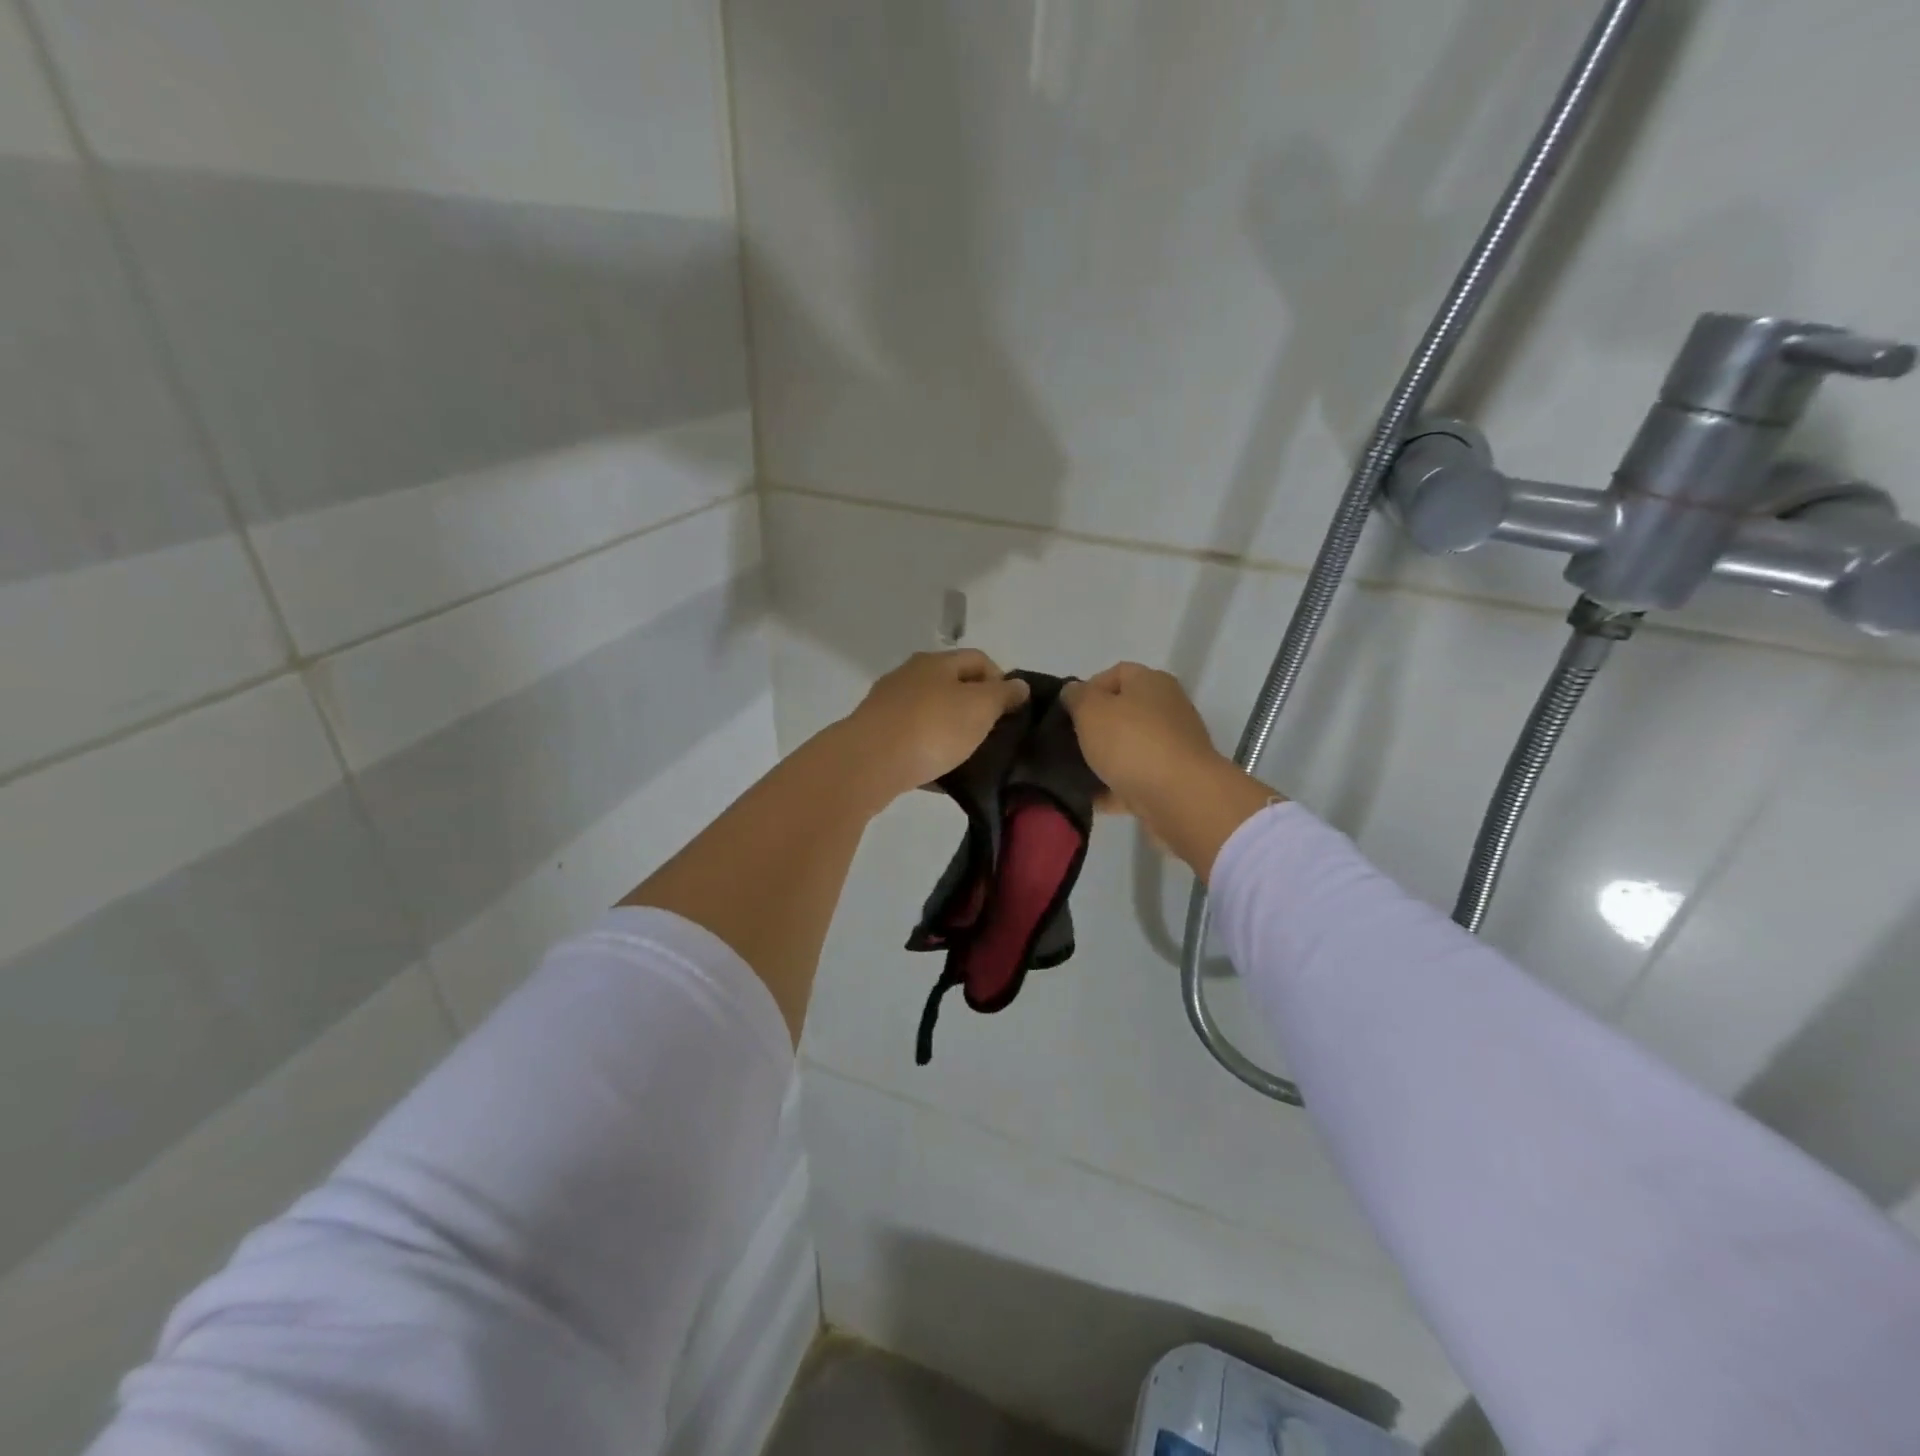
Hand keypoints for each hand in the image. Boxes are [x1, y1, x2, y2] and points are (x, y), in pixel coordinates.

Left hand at [842, 650, 1030, 803]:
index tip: (1012, 711)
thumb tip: (1019, 684)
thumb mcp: (979, 707)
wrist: (868, 762)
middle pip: (952, 685)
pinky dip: (928, 752)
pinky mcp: (875, 735)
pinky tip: (939, 773)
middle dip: (975, 706)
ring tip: (969, 757)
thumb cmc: (932, 728)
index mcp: (936, 662)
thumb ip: (1003, 695)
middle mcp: (909, 676)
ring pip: (931, 713)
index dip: (1001, 680)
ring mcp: (888, 705)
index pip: (978, 659)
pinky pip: (912, 740)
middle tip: (993, 735)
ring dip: (951, 730)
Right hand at [1062, 663, 1280, 876]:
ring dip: (1103, 761)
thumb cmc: (1132, 742)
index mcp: (1151, 683)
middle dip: (1094, 728)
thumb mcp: (1091, 710)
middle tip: (1068, 743)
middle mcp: (1167, 709)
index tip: (1066, 712)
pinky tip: (1092, 799)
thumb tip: (1074, 691)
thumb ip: (1077, 697)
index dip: (1087, 689)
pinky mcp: (1172, 781)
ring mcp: (1172, 747)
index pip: (1115, 673)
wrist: (1180, 797)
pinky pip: (1135, 781)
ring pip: (1128, 749)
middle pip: (1123, 712)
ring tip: (1074, 774)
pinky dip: (1115, 789)